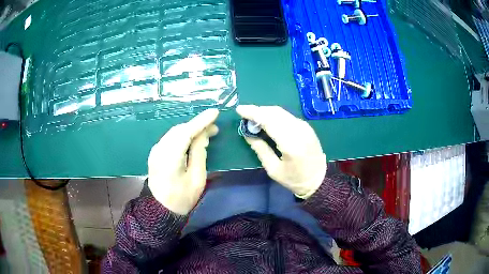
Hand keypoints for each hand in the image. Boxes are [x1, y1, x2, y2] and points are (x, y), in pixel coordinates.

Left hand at [148, 109, 218, 214]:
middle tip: (214, 128)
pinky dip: (183, 136)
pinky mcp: (155, 154)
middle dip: (197, 125)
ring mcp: (155, 151)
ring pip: (174, 133)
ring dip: (190, 130)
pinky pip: (170, 139)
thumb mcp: (197, 179)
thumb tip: (203, 135)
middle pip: (179, 130)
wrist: (160, 210)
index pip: (186, 132)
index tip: (215, 113)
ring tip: (207, 133)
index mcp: (169, 158)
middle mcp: (159, 150)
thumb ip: (199, 154)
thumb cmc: (182, 199)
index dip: (201, 121)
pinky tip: (192, 139)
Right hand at [237, 105, 326, 197]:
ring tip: (253, 117)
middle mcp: (299, 130)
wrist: (319, 179)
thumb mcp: (274, 170)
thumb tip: (248, 134)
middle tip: (244, 114)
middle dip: (258, 110)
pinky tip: (267, 120)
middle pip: (275, 112)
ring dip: (266, 111)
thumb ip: (261, 150)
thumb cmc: (295, 179)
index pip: (269, 121)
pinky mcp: (307, 127)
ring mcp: (305, 127)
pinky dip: (275, 115)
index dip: (253, 113)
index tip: (240, 109)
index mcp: (290, 144)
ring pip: (282, 112)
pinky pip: (287, 116)